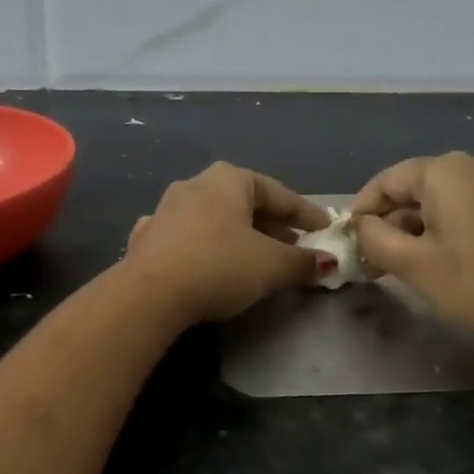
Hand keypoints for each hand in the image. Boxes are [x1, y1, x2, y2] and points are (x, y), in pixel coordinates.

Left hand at [122, 163, 332, 322]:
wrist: (149, 294)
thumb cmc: (219, 267)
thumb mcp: (271, 266)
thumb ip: (302, 262)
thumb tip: (326, 263)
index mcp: (229, 179)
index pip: (279, 194)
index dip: (307, 214)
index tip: (326, 230)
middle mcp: (196, 184)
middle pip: (246, 204)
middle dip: (273, 227)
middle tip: (295, 248)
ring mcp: (166, 209)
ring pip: (215, 219)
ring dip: (239, 236)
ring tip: (257, 258)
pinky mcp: (147, 238)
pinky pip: (187, 238)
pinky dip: (206, 247)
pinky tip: (209, 261)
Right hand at [350, 153, 473, 342]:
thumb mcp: (412, 263)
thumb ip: (373, 238)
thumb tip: (359, 226)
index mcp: (446, 170)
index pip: (387, 181)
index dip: (361, 209)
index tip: (345, 240)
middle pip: (414, 188)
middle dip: (387, 221)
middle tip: (367, 259)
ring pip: (438, 199)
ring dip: (412, 228)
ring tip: (393, 264)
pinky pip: (463, 207)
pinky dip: (440, 228)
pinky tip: (430, 258)